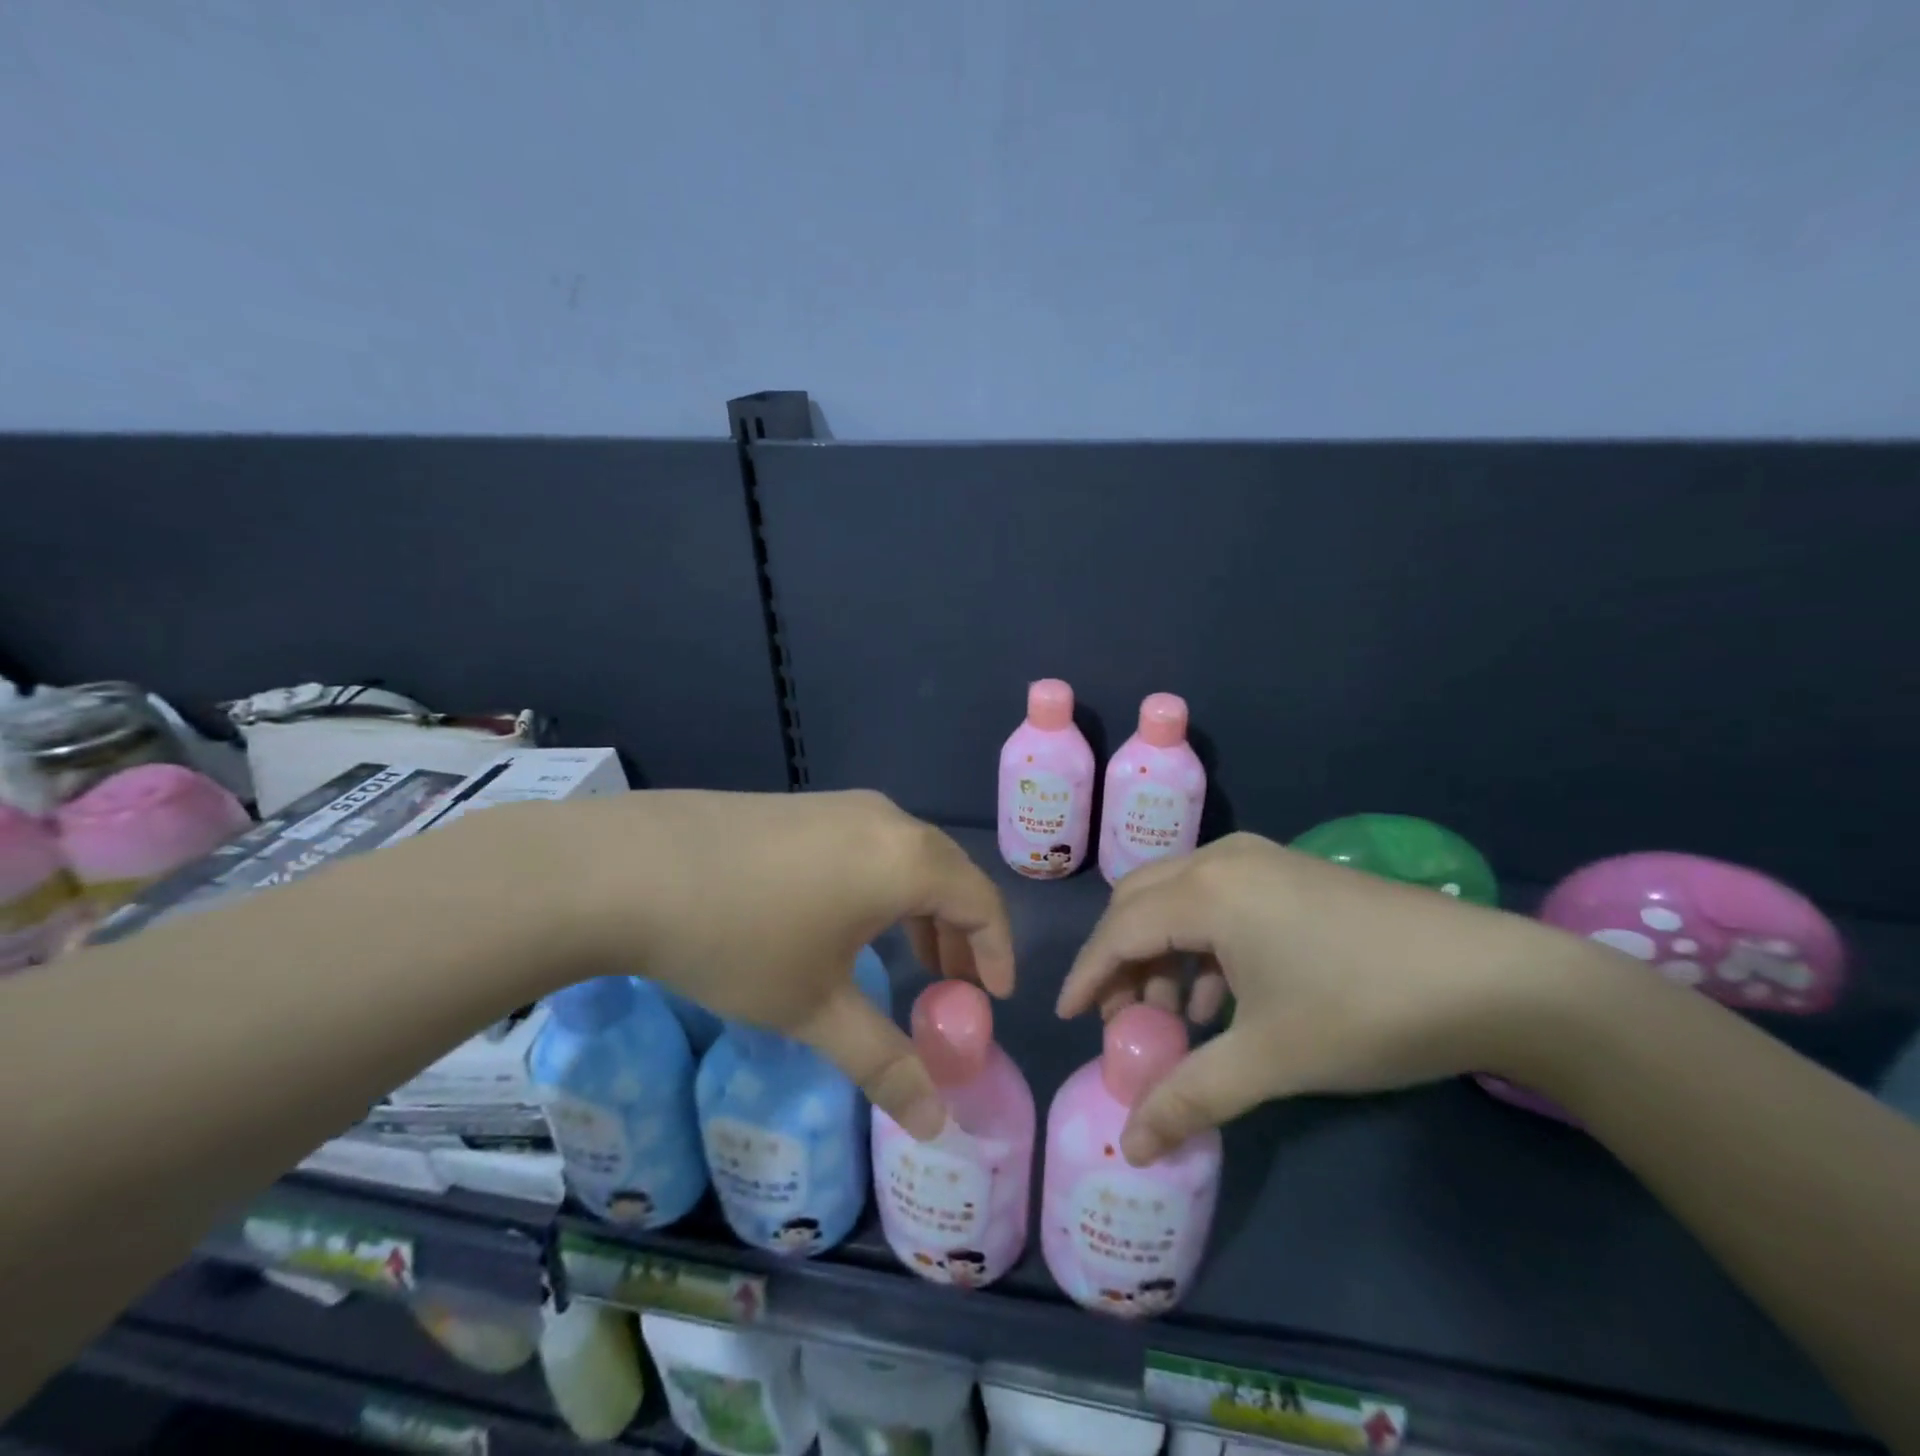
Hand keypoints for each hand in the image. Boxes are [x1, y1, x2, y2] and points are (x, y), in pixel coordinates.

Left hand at [547, 789, 1013, 1139]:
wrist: (631, 868)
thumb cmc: (740, 939)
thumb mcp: (814, 1008)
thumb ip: (884, 1063)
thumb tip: (936, 1125)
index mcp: (907, 860)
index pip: (982, 902)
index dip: (998, 951)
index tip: (995, 998)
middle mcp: (886, 820)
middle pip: (949, 874)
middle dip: (962, 933)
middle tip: (955, 987)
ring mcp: (842, 805)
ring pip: (907, 856)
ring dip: (922, 908)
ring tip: (911, 957)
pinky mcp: (804, 806)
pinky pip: (870, 844)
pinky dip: (884, 884)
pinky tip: (849, 919)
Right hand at [1056, 832, 1576, 1163]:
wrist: (1497, 979)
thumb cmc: (1364, 1011)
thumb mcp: (1270, 1058)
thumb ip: (1190, 1096)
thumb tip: (1131, 1146)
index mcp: (1207, 892)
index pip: (1119, 929)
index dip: (1087, 975)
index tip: (1066, 1017)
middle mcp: (1223, 860)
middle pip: (1140, 901)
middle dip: (1120, 958)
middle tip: (1119, 1017)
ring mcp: (1262, 859)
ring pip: (1180, 896)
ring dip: (1162, 950)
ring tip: (1174, 1014)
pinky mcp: (1292, 871)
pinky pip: (1219, 897)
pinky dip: (1201, 940)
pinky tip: (1223, 993)